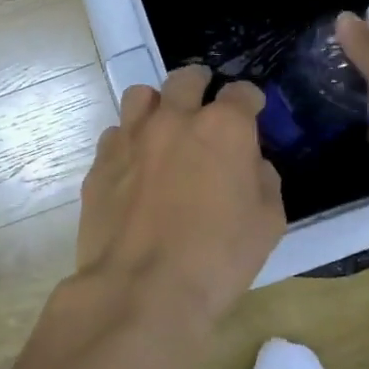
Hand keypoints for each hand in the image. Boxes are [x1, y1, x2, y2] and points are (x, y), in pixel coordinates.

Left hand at [75, 65, 286, 334]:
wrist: (141, 289)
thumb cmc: (217, 259)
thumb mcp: (268, 223)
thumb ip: (263, 180)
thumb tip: (250, 164)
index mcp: (223, 128)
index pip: (241, 93)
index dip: (250, 101)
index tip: (252, 112)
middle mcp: (174, 119)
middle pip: (186, 79)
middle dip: (200, 86)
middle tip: (205, 109)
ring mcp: (131, 137)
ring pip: (141, 96)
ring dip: (158, 106)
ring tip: (164, 130)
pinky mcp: (100, 162)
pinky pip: (115, 134)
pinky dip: (129, 141)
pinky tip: (135, 167)